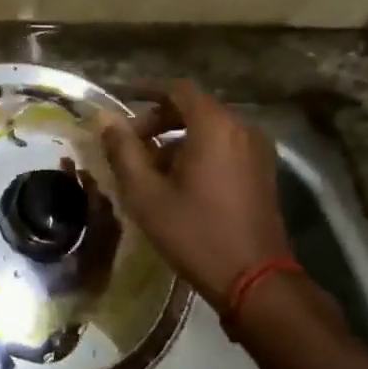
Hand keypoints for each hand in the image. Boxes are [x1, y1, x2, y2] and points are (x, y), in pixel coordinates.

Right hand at [96, 80, 290, 306]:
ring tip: (149, 167)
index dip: (148, 90)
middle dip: (159, 119)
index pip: (178, 89)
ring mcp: (257, 151)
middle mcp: (242, 128)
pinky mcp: (263, 172)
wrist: (254, 279)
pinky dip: (199, 151)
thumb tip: (104, 118)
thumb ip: (123, 150)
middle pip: (195, 108)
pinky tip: (178, 180)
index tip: (123, 98)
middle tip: (130, 143)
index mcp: (215, 126)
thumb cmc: (194, 232)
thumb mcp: (146, 193)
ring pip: (210, 129)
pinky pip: (225, 146)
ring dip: (177, 138)